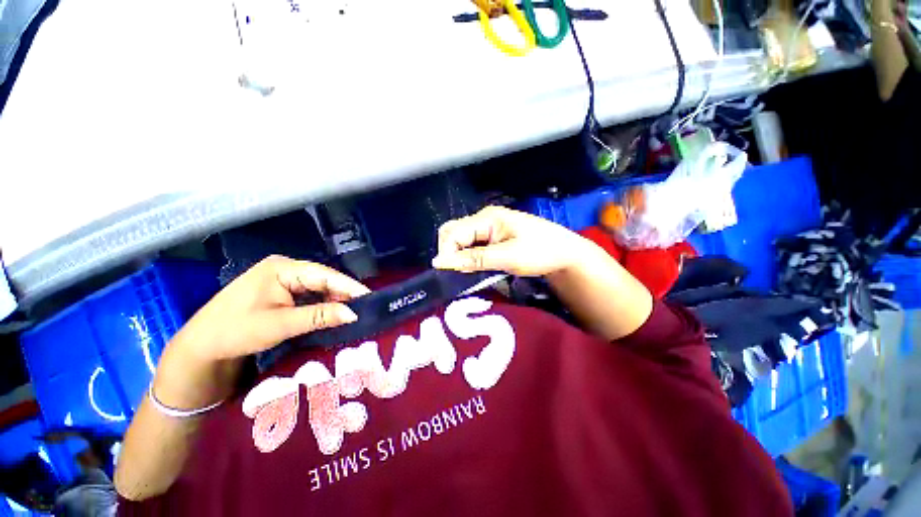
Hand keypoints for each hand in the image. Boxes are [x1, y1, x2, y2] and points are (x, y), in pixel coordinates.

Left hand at [152, 256, 368, 408]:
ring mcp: (282, 279)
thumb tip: (354, 313)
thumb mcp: (280, 324)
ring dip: (333, 300)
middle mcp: (284, 268)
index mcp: (281, 268)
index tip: (370, 297)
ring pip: (317, 287)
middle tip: (364, 307)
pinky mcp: (280, 291)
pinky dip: (321, 305)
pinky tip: (333, 313)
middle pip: (323, 279)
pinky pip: (308, 295)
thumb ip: (319, 316)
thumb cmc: (235, 331)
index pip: (324, 274)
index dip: (349, 286)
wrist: (200, 348)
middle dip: (343, 293)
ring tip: (353, 311)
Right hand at [432, 206, 599, 276]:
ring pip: (461, 239)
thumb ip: (474, 259)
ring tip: (468, 271)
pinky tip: (475, 266)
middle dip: (450, 252)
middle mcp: (484, 218)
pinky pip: (471, 244)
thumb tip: (439, 262)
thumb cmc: (541, 252)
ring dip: (459, 255)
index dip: (446, 253)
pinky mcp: (493, 236)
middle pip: (453, 232)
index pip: (453, 232)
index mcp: (487, 218)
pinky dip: (468, 256)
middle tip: (460, 272)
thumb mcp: (508, 257)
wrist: (565, 253)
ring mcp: (488, 227)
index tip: (449, 273)